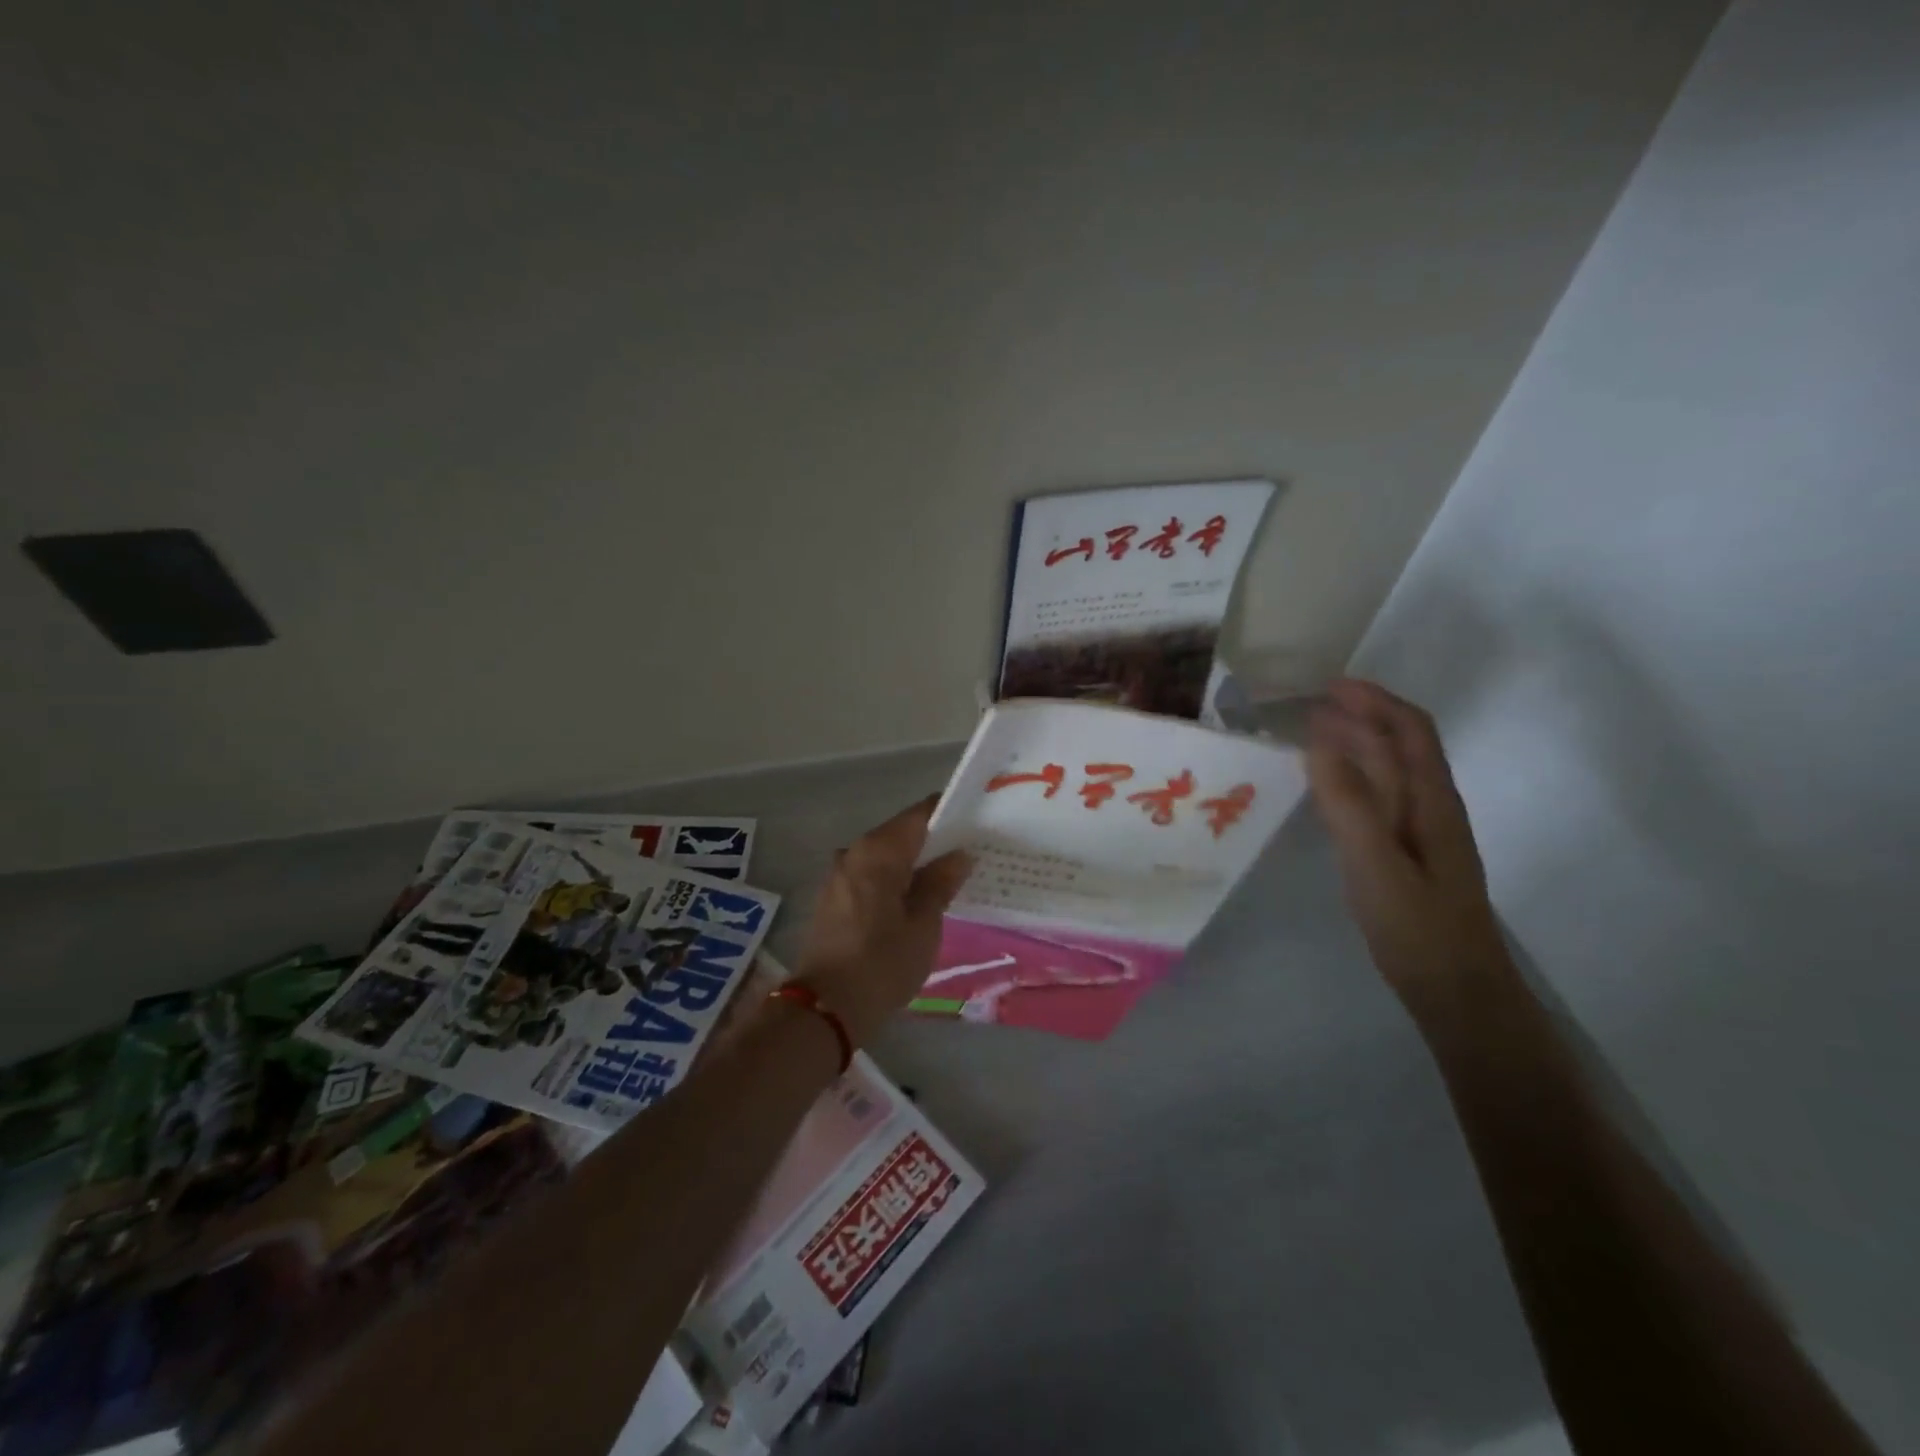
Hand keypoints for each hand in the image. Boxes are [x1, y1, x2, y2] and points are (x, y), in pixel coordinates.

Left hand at [794, 797, 972, 1046]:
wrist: (825, 1008)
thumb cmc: (882, 963)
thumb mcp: (924, 925)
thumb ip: (941, 883)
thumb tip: (958, 855)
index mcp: (878, 850)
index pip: (920, 814)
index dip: (950, 814)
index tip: (977, 823)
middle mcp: (854, 851)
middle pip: (902, 833)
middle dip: (934, 842)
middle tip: (971, 854)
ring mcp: (839, 874)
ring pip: (886, 856)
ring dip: (914, 863)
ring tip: (948, 879)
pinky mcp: (833, 897)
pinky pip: (871, 875)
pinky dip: (895, 880)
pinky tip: (916, 899)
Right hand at [1307, 678, 1510, 1019]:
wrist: (1458, 992)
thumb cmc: (1418, 928)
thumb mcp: (1376, 864)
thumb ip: (1349, 803)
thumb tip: (1318, 741)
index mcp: (1432, 802)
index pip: (1410, 732)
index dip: (1375, 701)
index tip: (1331, 685)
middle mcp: (1432, 808)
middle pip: (1401, 747)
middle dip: (1363, 716)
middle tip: (1311, 704)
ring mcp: (1422, 833)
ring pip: (1391, 773)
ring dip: (1357, 744)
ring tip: (1313, 735)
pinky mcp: (1408, 855)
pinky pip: (1380, 799)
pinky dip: (1353, 778)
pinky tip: (1330, 789)